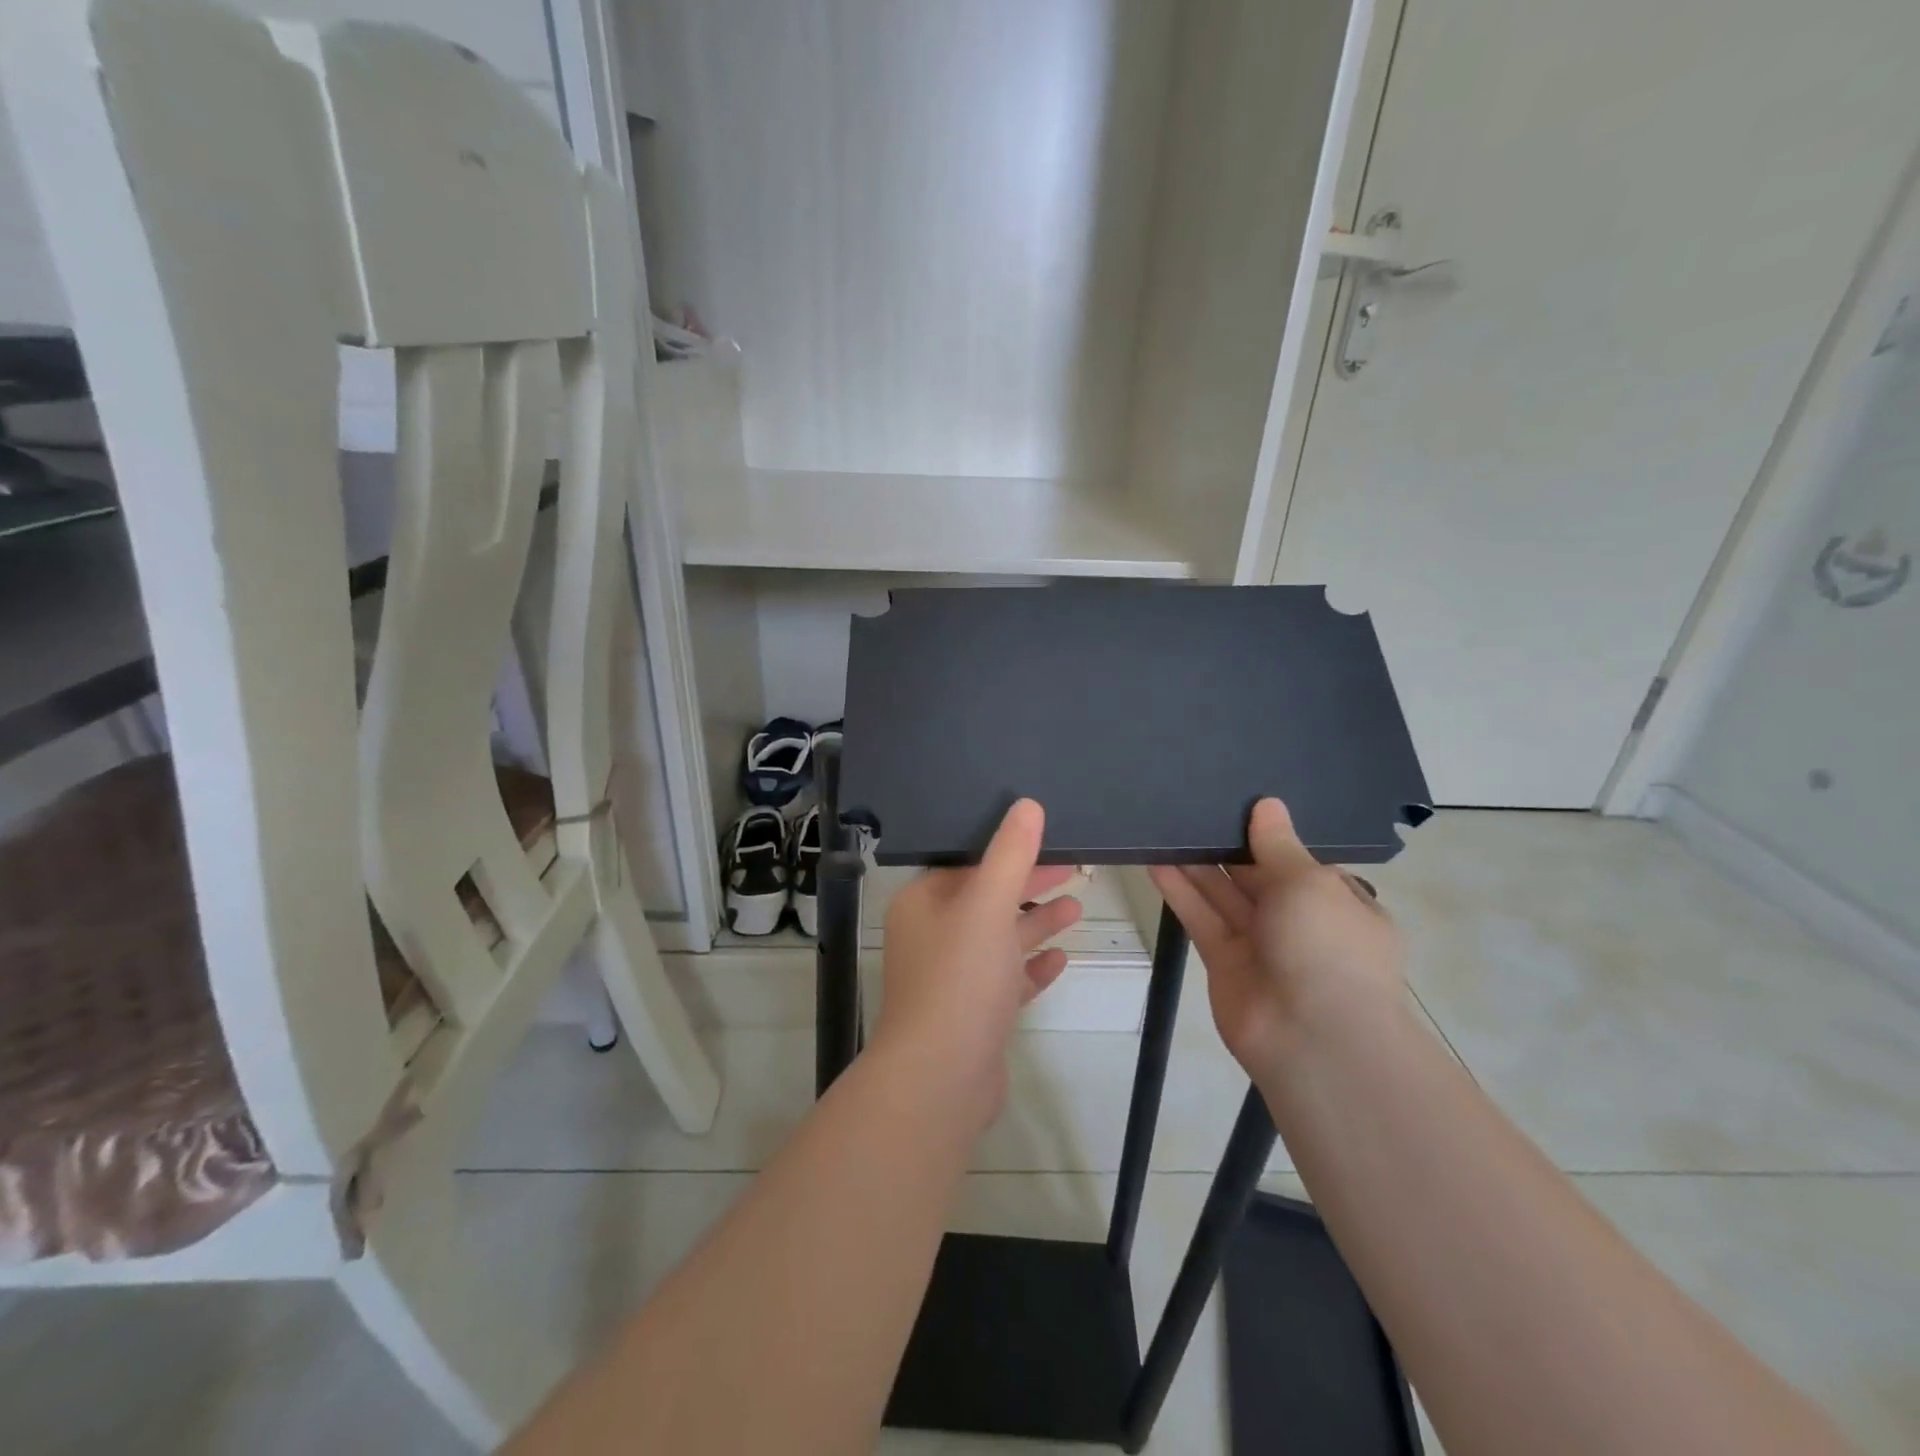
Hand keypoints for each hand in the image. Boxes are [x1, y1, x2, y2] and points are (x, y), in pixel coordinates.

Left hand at [874, 800, 1082, 1125]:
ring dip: (1035, 922)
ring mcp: (952, 978)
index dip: (1006, 849)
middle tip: (1073, 866)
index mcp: (923, 904)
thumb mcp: (987, 905)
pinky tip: (1062, 958)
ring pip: (999, 938)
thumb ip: (1010, 854)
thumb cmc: (960, 979)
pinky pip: (1006, 978)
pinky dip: (1031, 966)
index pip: (966, 863)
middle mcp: (932, 936)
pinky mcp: (973, 1014)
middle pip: (986, 898)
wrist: (941, 1079)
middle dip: (1028, 883)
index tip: (1046, 836)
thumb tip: (1027, 805)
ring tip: (1077, 905)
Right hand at [1150, 798, 1403, 1079]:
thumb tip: (1267, 804)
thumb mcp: (1310, 883)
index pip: (1301, 862)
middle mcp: (1300, 923)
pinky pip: (1202, 918)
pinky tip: (1156, 861)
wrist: (1313, 1039)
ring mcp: (1261, 945)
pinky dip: (1181, 891)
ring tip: (1166, 825)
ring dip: (1197, 864)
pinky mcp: (1224, 963)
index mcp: (1338, 903)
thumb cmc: (1328, 947)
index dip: (1271, 835)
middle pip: (1257, 876)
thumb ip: (1278, 845)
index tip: (1238, 802)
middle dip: (1229, 845)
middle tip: (1191, 805)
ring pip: (1224, 895)